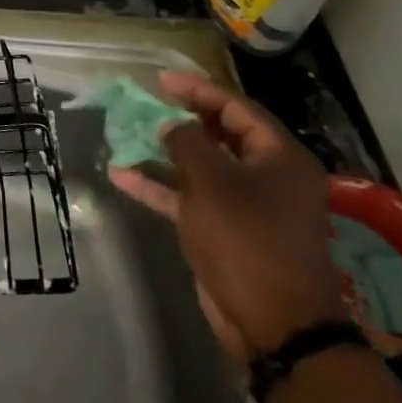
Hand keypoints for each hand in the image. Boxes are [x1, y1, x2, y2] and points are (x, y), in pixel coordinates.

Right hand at [112, 71, 346, 361]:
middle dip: (181, 119)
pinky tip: (122, 176)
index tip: (161, 79)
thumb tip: (172, 125)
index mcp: (280, 157)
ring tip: (128, 134)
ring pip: (202, 168)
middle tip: (147, 102)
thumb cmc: (247, 239)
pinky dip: (160, 187)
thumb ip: (186, 142)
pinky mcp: (227, 231)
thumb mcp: (212, 182)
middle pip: (221, 135)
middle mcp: (268, 177)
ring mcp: (247, 206)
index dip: (198, 90)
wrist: (274, 323)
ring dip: (165, 153)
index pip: (237, 109)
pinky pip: (190, 198)